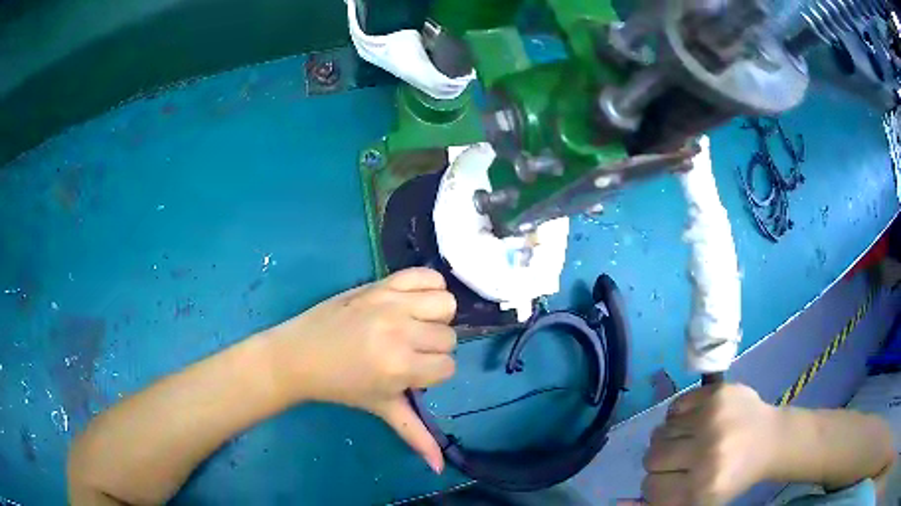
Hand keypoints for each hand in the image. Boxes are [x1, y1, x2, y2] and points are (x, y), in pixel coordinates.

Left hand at [264, 267, 456, 472]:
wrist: (299, 355)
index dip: (432, 373)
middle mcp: (401, 331)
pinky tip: (414, 302)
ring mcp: (391, 303)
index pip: (448, 367)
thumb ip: (415, 435)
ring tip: (412, 326)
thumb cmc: (340, 385)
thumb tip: (440, 468)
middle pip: (448, 337)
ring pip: (445, 304)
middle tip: (407, 352)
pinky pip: (426, 275)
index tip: (411, 373)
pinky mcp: (381, 283)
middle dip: (432, 348)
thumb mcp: (381, 408)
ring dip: (435, 318)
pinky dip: (429, 286)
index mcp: (401, 366)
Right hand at [637, 384, 780, 505]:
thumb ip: (660, 504)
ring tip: (693, 438)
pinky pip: (674, 406)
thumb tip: (618, 501)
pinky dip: (679, 415)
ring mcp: (713, 419)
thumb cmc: (734, 477)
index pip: (650, 486)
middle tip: (683, 457)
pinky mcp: (717, 393)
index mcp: (703, 488)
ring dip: (671, 437)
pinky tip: (696, 420)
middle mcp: (707, 453)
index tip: (676, 479)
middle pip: (652, 457)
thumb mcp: (699, 502)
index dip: (660, 483)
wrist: (772, 440)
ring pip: (660, 431)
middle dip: (663, 459)